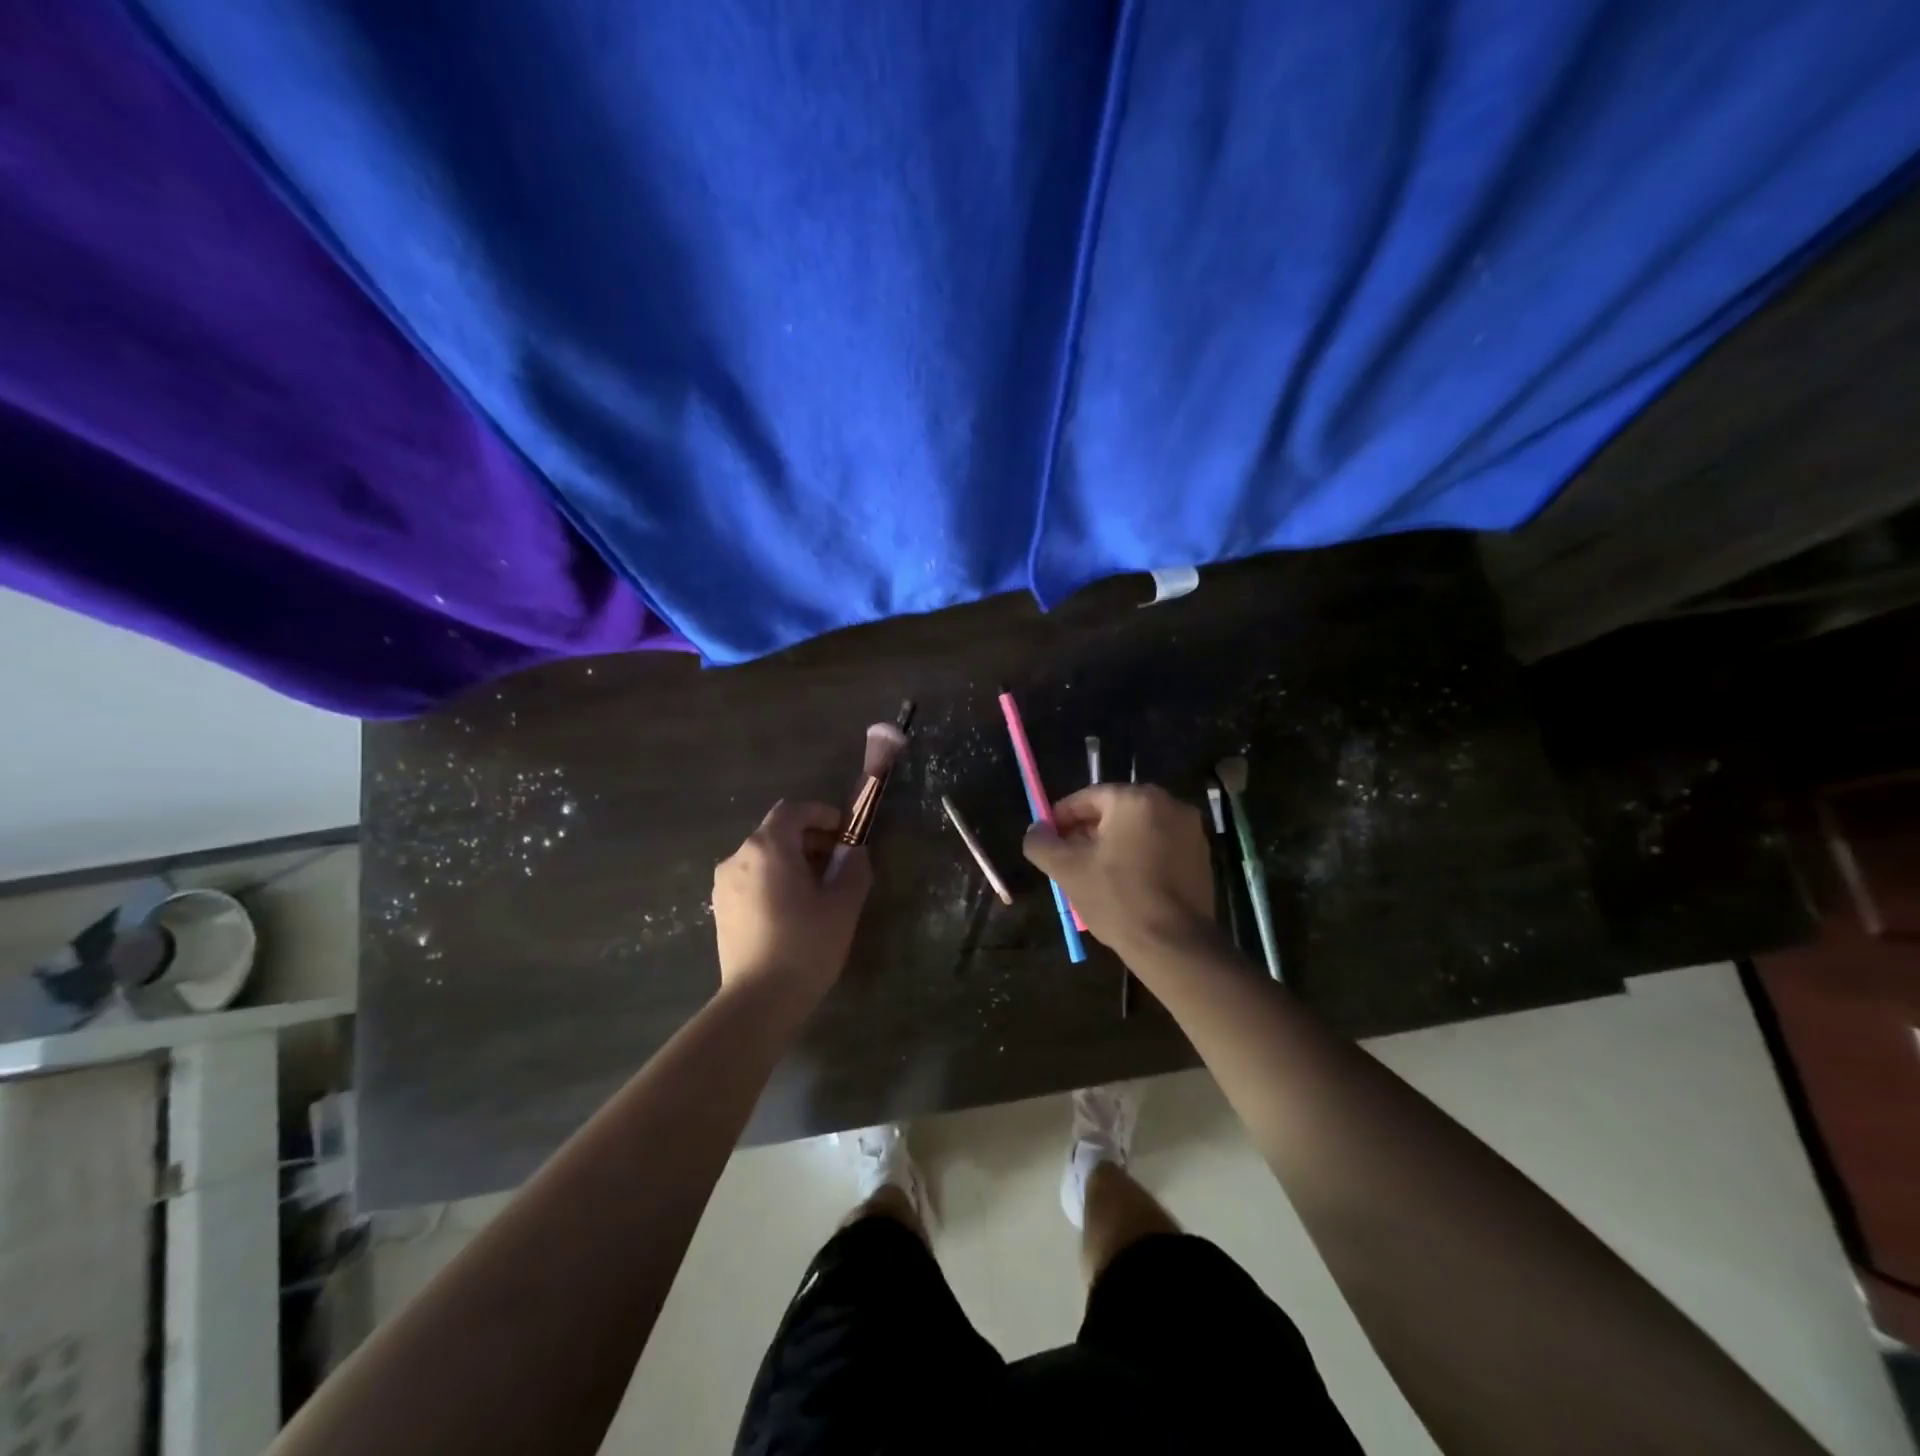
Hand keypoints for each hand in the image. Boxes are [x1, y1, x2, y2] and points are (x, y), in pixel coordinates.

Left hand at [712, 801, 872, 996]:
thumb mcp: (843, 904)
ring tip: (818, 890)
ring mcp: (724, 884)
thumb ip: (853, 867)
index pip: (793, 810)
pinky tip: (793, 910)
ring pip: (763, 856)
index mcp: (767, 847)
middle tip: (838, 863)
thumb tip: (853, 851)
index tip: (845, 832)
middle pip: (777, 832)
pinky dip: (774, 880)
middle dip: (810, 839)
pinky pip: (752, 879)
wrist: (759, 1001)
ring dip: (792, 861)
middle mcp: (738, 857)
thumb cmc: (805, 945)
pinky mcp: (721, 909)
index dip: (821, 814)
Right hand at [1022, 785, 1214, 957]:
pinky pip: (1159, 846)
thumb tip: (1036, 830)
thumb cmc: (1117, 899)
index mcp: (1136, 799)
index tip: (1047, 838)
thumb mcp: (1067, 870)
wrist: (1174, 945)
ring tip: (1093, 873)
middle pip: (1115, 811)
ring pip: (1138, 829)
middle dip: (1088, 831)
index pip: (1089, 797)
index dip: (1062, 817)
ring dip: (1113, 844)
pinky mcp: (1201, 857)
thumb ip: (1042, 843)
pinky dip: (1139, 856)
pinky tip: (1125, 884)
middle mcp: (1169, 804)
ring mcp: (1190, 831)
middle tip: (1067, 858)